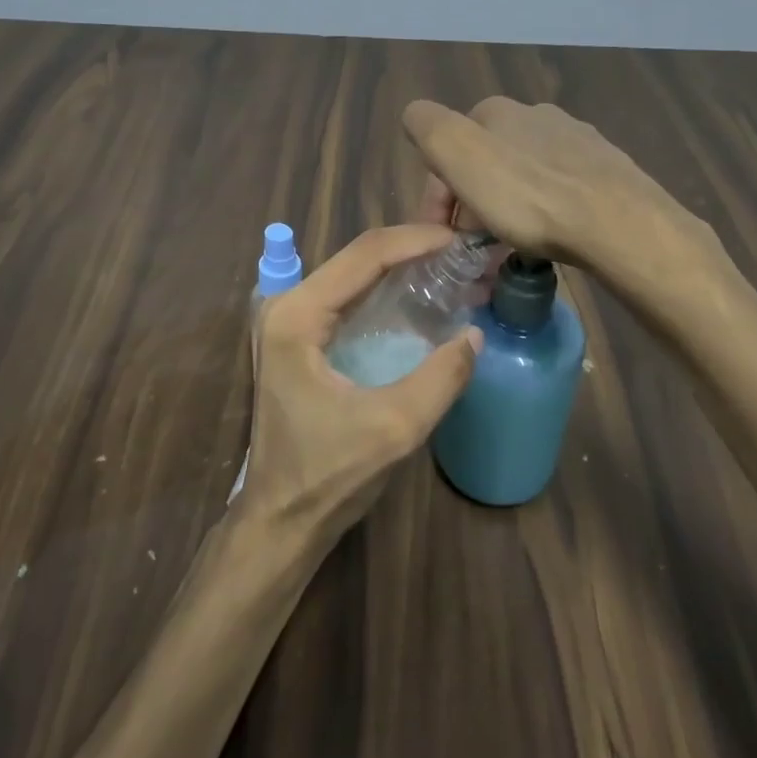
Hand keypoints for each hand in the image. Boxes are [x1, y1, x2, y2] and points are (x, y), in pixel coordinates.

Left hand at [239, 224, 482, 544]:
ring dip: (402, 267)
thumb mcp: (393, 428)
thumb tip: (475, 334)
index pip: (364, 256)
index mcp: (297, 316)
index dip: (416, 241)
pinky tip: (421, 293)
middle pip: (357, 258)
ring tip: (452, 266)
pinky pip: (349, 297)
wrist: (281, 518)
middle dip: (412, 249)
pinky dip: (387, 290)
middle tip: (464, 252)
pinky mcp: (300, 336)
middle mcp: (287, 305)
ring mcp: (290, 320)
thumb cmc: (328, 475)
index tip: (461, 239)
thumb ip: (440, 379)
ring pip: (354, 274)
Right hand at [404, 97, 708, 267]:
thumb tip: (415, 117)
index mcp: (496, 111)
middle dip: (471, 205)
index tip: (442, 239)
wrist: (617, 223)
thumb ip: (427, 126)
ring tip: (509, 250)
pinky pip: (558, 191)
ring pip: (522, 177)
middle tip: (474, 251)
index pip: (448, 150)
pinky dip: (543, 213)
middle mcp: (535, 116)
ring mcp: (576, 141)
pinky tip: (549, 237)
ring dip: (506, 210)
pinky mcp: (605, 170)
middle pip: (485, 164)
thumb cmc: (528, 195)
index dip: (437, 196)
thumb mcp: (458, 154)